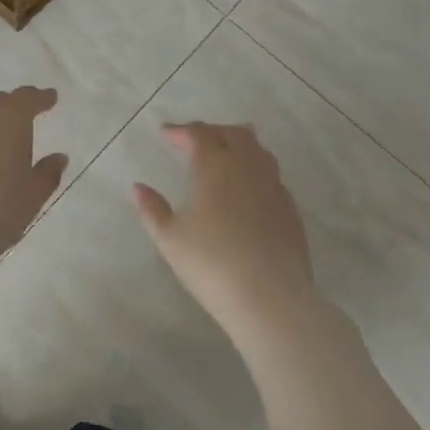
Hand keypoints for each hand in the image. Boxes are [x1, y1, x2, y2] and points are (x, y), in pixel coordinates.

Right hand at [132, 123, 322, 348]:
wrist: (270, 298)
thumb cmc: (211, 264)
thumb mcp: (170, 239)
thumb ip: (152, 209)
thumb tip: (138, 187)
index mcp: (215, 166)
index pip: (198, 134)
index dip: (181, 131)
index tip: (166, 133)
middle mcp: (247, 167)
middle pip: (233, 133)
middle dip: (211, 132)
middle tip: (194, 140)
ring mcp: (274, 186)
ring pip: (258, 150)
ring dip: (239, 144)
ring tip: (225, 153)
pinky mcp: (290, 208)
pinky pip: (272, 175)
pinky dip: (255, 170)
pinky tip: (248, 189)